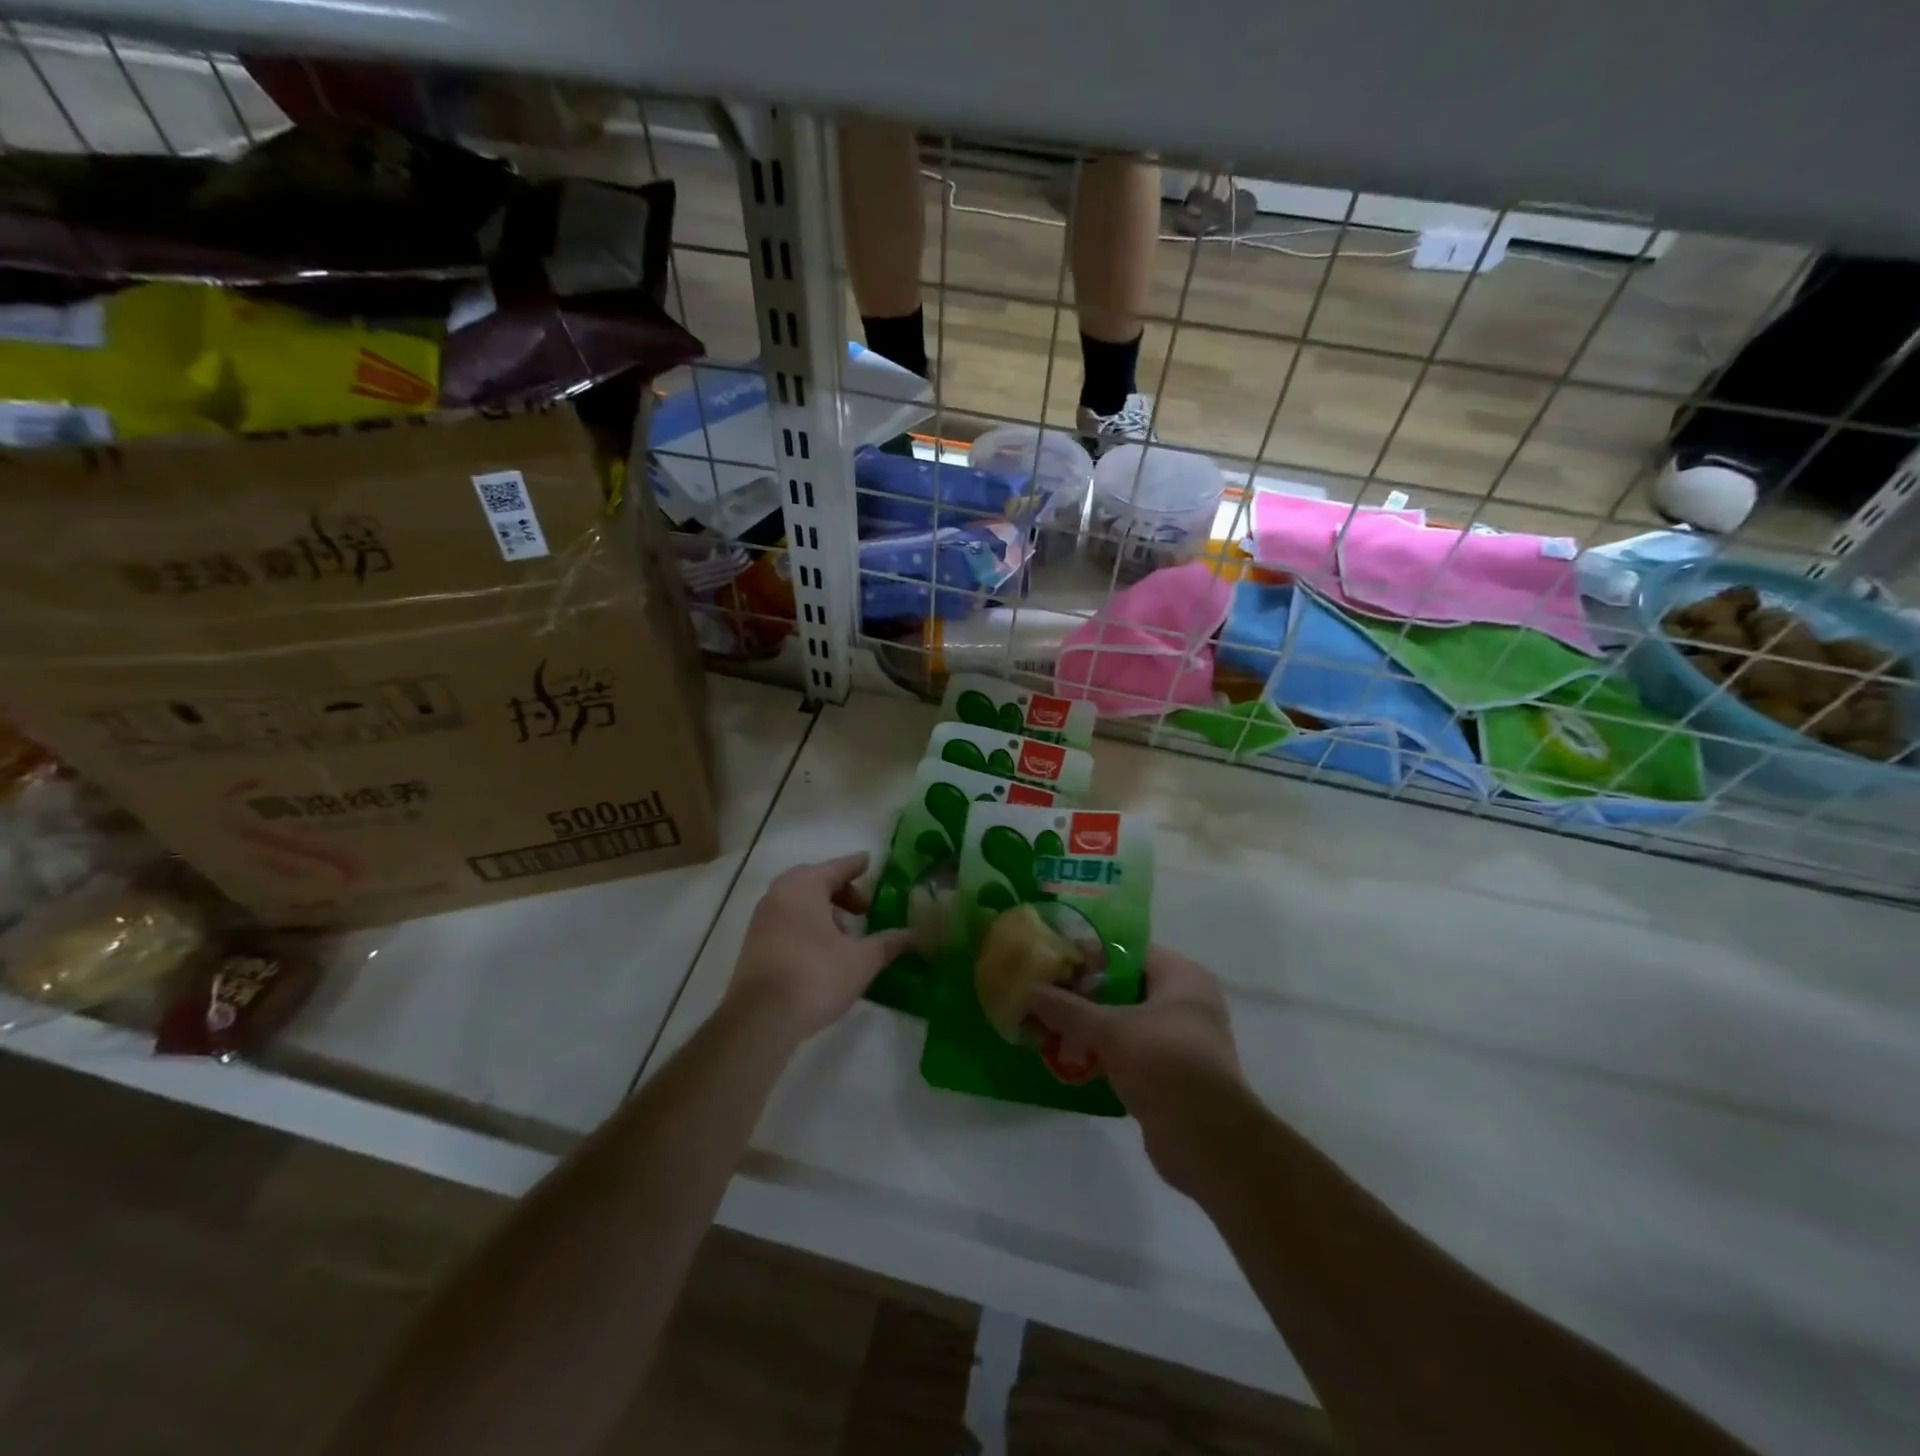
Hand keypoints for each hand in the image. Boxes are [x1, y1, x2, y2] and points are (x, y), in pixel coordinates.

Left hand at [726, 853, 912, 1043]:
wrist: (760, 1019)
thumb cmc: (815, 976)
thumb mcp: (861, 960)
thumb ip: (887, 943)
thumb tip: (913, 935)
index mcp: (804, 887)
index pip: (835, 867)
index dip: (855, 865)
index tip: (869, 861)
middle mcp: (778, 895)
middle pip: (813, 881)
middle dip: (840, 890)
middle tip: (863, 907)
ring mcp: (762, 920)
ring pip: (797, 902)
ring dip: (823, 910)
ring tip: (846, 933)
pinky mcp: (754, 945)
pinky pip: (786, 920)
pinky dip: (806, 924)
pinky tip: (823, 950)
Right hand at [1027, 946, 1249, 1194]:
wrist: (1208, 1142)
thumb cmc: (1164, 1064)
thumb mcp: (1110, 1030)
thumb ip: (1068, 1009)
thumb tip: (1030, 990)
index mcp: (1182, 977)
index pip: (1128, 952)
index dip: (1089, 956)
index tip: (1053, 965)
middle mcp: (1187, 1003)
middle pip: (1125, 988)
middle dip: (1084, 996)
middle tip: (1045, 999)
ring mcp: (1181, 1042)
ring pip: (1125, 1024)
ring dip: (1090, 1029)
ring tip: (1049, 1032)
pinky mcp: (1172, 1077)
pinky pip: (1130, 1055)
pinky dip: (1103, 1056)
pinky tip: (1070, 1063)